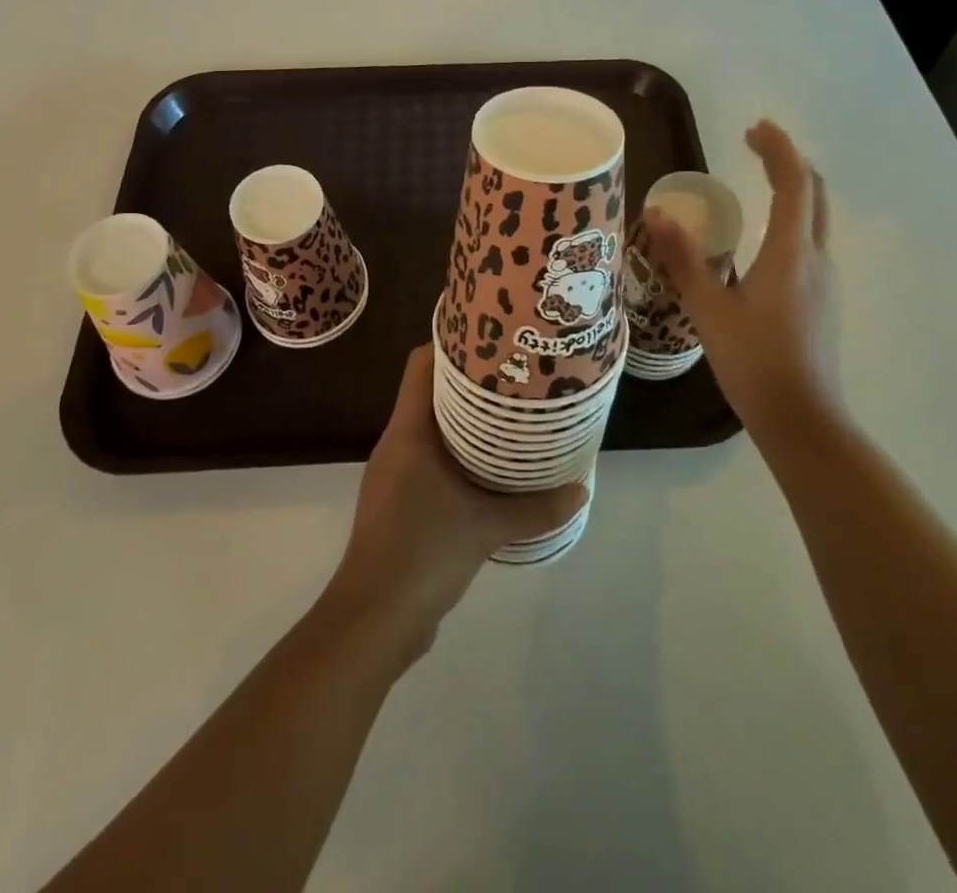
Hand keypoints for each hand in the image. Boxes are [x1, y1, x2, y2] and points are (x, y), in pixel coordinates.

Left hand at [326, 347, 588, 661]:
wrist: (374, 619)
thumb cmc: (424, 553)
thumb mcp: (487, 527)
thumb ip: (535, 508)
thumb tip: (581, 489)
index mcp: (408, 432)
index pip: (421, 365)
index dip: (451, 342)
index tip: (491, 338)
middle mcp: (397, 443)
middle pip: (429, 391)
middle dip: (470, 382)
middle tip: (515, 375)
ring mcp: (395, 473)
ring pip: (431, 427)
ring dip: (466, 421)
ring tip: (510, 416)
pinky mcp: (400, 501)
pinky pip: (430, 459)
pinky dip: (459, 454)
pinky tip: (491, 468)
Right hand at [643, 120, 843, 455]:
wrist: (802, 420)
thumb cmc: (753, 362)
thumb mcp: (708, 309)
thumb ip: (683, 258)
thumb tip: (657, 213)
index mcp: (791, 253)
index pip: (795, 182)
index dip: (777, 149)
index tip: (753, 128)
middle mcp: (817, 259)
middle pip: (814, 194)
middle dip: (788, 162)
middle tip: (753, 146)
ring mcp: (826, 281)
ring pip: (816, 219)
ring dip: (792, 190)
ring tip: (756, 182)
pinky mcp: (824, 301)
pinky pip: (810, 244)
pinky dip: (791, 220)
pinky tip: (761, 240)